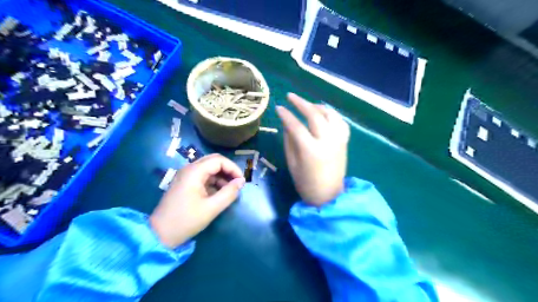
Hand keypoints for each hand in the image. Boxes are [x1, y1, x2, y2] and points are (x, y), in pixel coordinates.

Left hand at [150, 155, 244, 248]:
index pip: (219, 160)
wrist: (160, 234)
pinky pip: (203, 176)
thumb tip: (241, 181)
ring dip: (221, 176)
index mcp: (194, 172)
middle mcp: (189, 169)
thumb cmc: (186, 221)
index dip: (233, 168)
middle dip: (228, 170)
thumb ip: (229, 193)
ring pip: (208, 168)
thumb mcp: (212, 208)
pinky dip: (213, 181)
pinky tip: (219, 193)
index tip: (241, 181)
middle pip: (213, 160)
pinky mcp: (185, 183)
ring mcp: (185, 175)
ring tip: (230, 190)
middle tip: (237, 182)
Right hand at [278, 93, 348, 205]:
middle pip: (315, 115)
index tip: (279, 108)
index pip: (296, 126)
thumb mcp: (292, 163)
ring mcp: (338, 140)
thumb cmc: (306, 183)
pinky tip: (324, 114)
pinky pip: (341, 122)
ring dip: (318, 106)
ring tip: (308, 105)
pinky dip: (332, 114)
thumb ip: (289, 141)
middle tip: (290, 96)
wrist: (329, 196)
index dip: (286, 115)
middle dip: (301, 103)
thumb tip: (287, 124)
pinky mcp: (344, 142)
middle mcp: (327, 141)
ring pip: (330, 115)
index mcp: (311, 150)